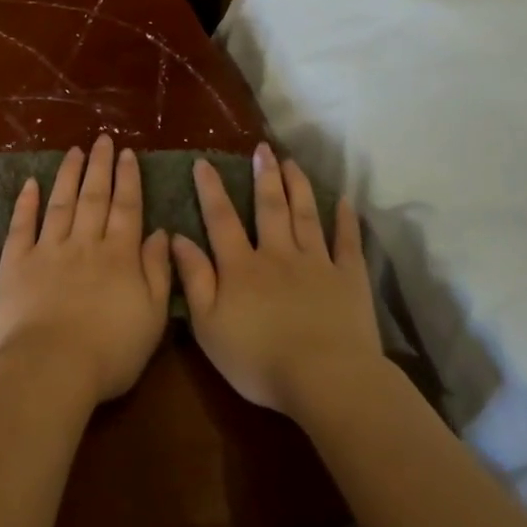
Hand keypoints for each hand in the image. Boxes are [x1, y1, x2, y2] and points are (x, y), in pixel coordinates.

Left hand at [0, 135, 173, 402]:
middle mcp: (84, 243)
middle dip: (99, 166)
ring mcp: (47, 250)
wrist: (51, 367)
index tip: (128, 153)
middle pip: (94, 197)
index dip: (128, 178)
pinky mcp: (16, 263)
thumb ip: (158, 272)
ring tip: (74, 151)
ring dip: (68, 174)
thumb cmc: (110, 351)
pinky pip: (22, 225)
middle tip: (102, 140)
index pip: (126, 207)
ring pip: (60, 203)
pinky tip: (31, 184)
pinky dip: (26, 203)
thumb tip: (160, 233)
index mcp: (119, 255)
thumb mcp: (152, 316)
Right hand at [169, 143, 383, 415]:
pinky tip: (344, 201)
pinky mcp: (349, 279)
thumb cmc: (257, 359)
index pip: (221, 219)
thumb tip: (177, 237)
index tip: (204, 162)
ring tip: (293, 163)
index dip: (211, 190)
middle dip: (264, 176)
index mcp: (242, 266)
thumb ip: (194, 278)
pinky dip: (345, 220)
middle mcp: (278, 254)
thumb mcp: (208, 324)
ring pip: (306, 216)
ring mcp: (317, 263)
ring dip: (298, 187)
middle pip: (269, 208)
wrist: (324, 378)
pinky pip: (347, 242)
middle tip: (263, 149)